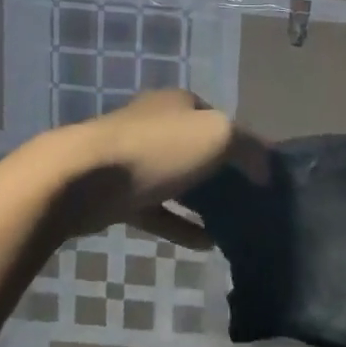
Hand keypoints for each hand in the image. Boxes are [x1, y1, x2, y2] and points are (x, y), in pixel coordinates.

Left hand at [47, 90, 264, 247]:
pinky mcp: (118, 195)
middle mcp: (156, 124)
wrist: (81, 178)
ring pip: (179, 180)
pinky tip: (206, 243)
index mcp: (180, 103)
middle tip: (250, 199)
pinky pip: (160, 211)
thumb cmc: (157, 148)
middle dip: (223, 172)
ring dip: (203, 200)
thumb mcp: (218, 135)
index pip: (221, 118)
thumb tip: (264, 169)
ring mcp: (134, 160)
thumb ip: (249, 148)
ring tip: (232, 223)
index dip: (244, 143)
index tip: (263, 173)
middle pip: (198, 148)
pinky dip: (182, 225)